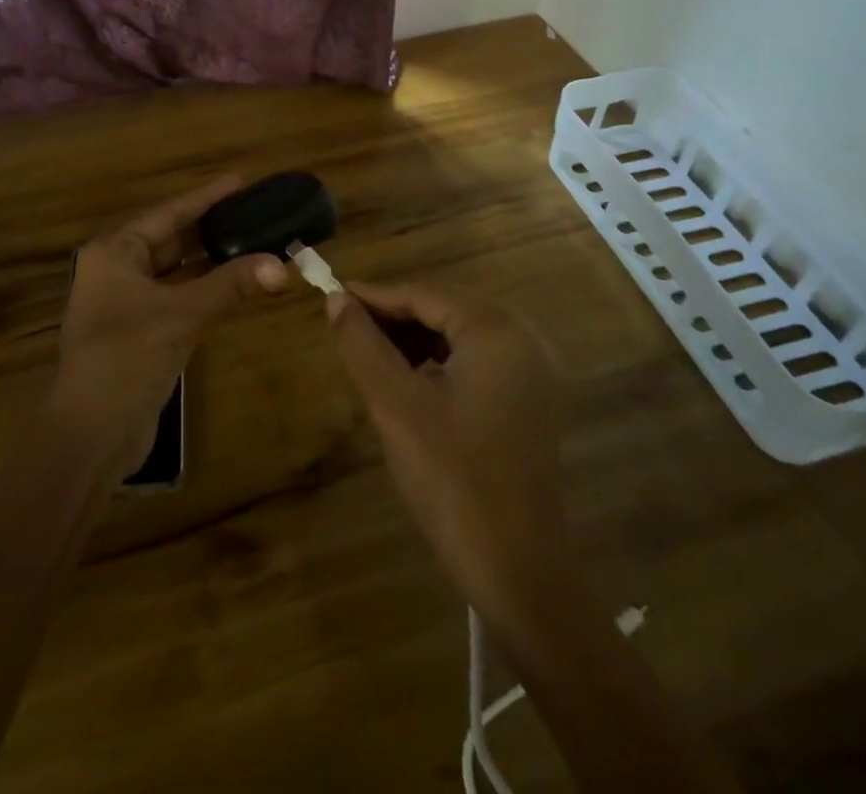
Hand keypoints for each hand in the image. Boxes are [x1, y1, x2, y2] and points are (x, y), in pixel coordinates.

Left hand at [51, 176, 288, 474]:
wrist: (91, 433)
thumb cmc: (126, 357)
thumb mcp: (181, 315)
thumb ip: (231, 285)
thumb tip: (283, 266)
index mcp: (114, 253)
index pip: (168, 215)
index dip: (205, 198)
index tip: (239, 181)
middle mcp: (117, 271)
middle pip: (172, 240)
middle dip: (212, 229)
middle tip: (254, 211)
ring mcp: (127, 303)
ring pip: (177, 272)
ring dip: (212, 262)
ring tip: (254, 241)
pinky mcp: (141, 332)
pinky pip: (179, 298)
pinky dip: (206, 290)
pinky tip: (236, 283)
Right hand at [327, 282, 566, 626]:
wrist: (518, 572)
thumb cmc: (452, 481)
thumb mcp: (395, 406)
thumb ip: (362, 344)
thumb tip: (336, 300)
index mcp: (497, 330)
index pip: (423, 293)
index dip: (374, 295)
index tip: (330, 296)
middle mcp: (525, 337)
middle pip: (444, 308)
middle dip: (393, 317)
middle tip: (346, 329)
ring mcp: (534, 370)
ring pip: (460, 333)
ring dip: (415, 338)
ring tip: (371, 355)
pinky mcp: (533, 399)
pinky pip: (477, 359)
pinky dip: (440, 361)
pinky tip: (411, 381)